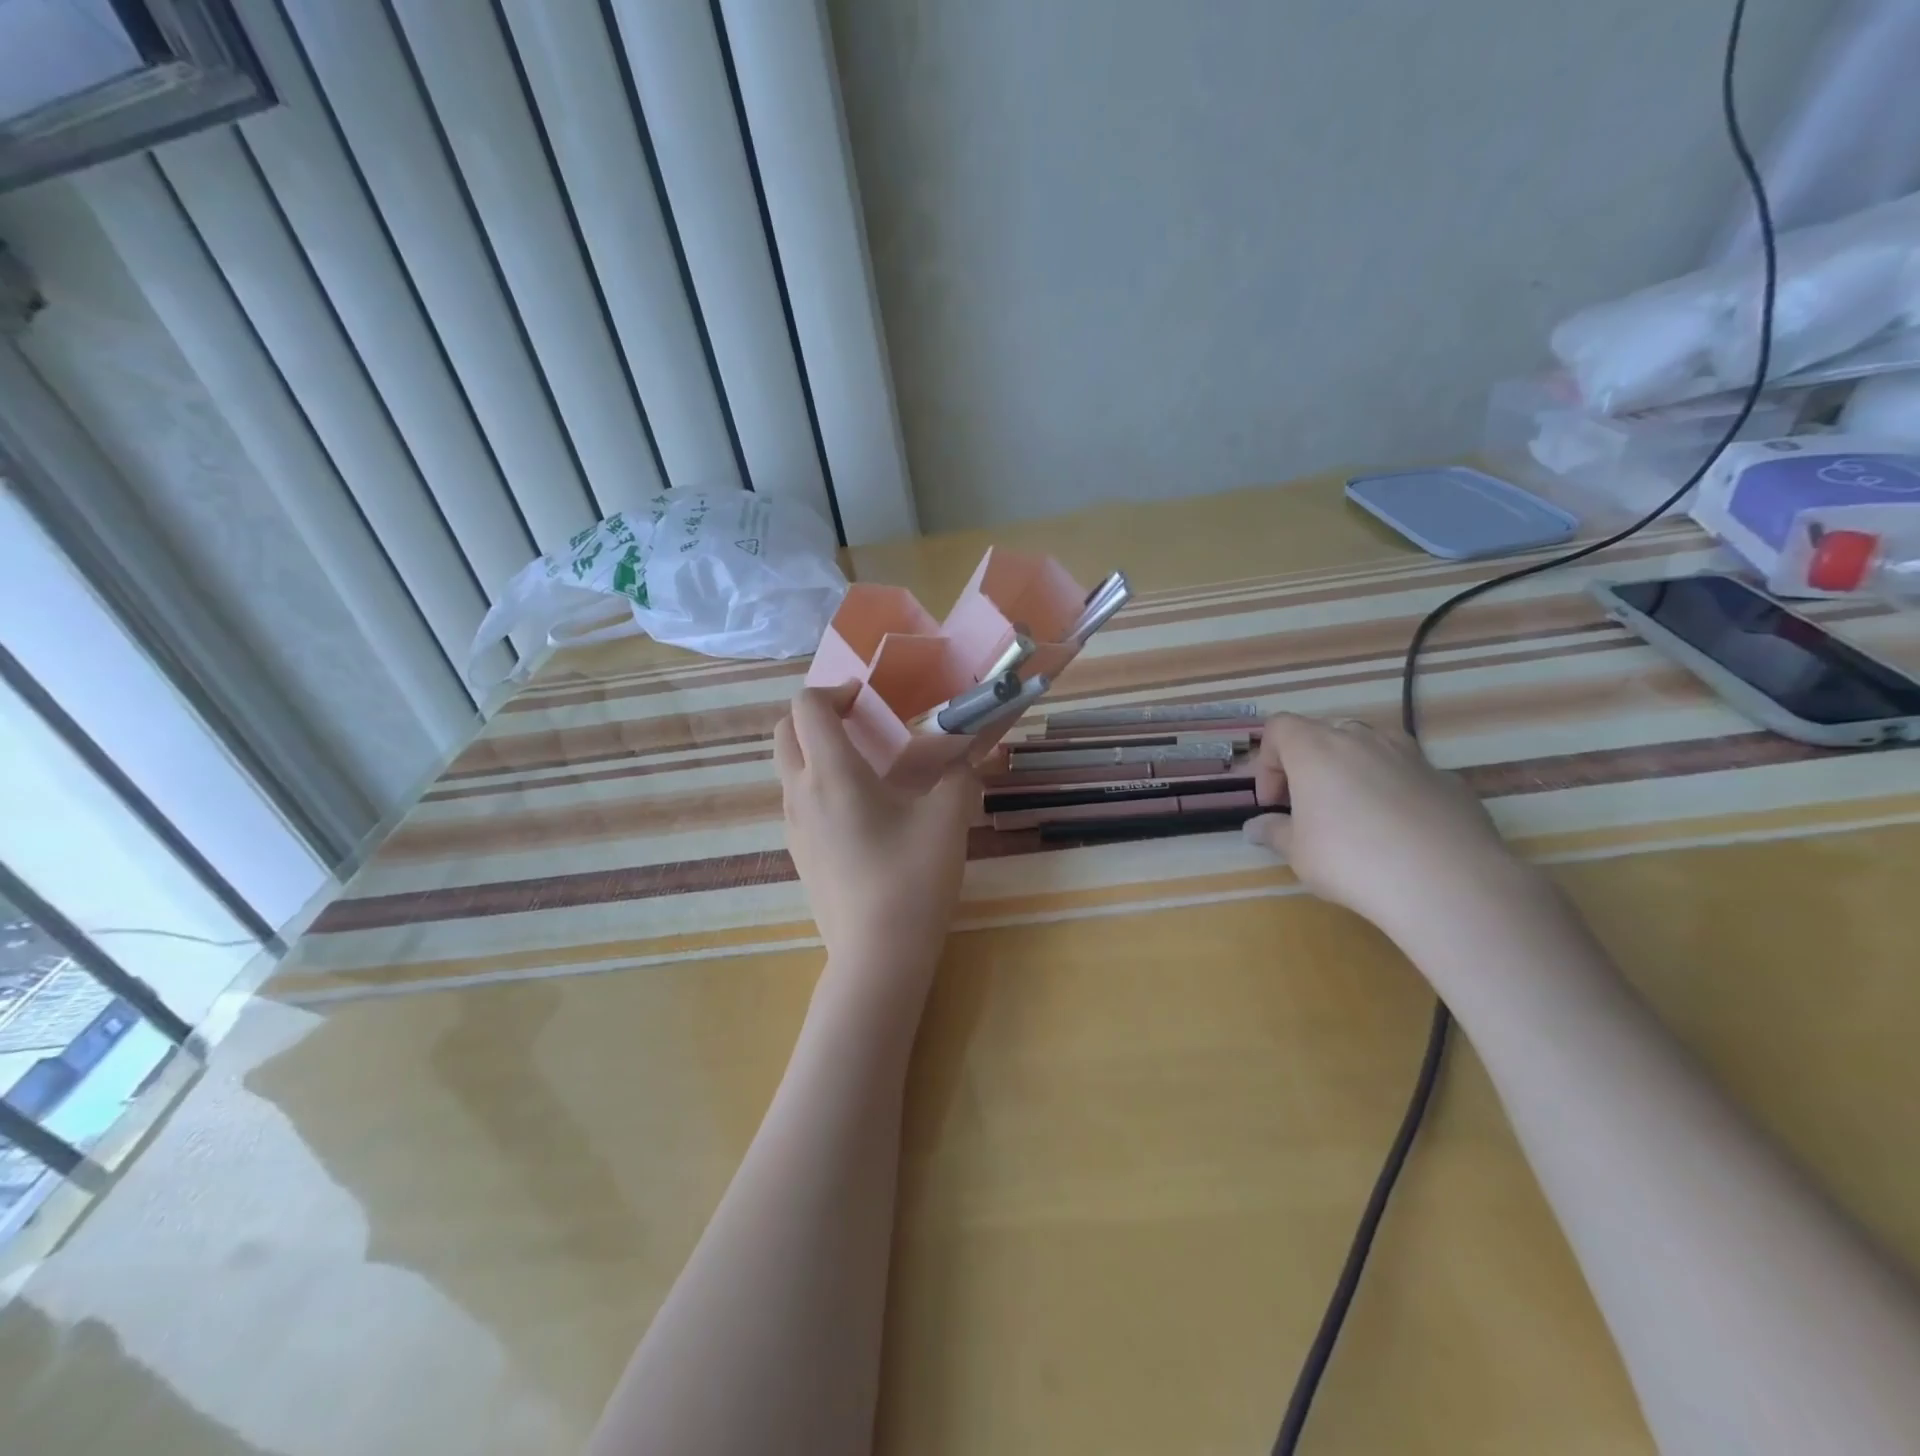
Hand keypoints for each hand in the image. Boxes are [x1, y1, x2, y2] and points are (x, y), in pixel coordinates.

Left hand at [775, 686, 976, 976]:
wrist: (877, 956)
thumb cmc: (911, 879)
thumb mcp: (947, 819)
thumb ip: (959, 774)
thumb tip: (967, 756)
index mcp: (831, 773)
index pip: (807, 706)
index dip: (835, 690)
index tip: (870, 700)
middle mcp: (800, 793)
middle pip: (785, 732)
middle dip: (817, 715)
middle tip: (862, 724)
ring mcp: (793, 827)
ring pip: (788, 768)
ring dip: (817, 751)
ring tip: (866, 767)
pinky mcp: (799, 854)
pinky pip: (797, 801)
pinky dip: (818, 784)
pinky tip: (861, 812)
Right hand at [1241, 713, 1533, 936]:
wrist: (1447, 882)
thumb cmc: (1351, 860)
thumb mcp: (1298, 853)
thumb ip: (1274, 833)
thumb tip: (1255, 827)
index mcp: (1316, 749)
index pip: (1280, 727)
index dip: (1268, 761)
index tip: (1274, 802)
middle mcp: (1363, 739)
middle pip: (1325, 733)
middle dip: (1311, 765)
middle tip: (1310, 808)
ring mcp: (1412, 755)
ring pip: (1372, 748)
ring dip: (1355, 772)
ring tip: (1357, 817)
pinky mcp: (1449, 780)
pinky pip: (1410, 775)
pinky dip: (1396, 793)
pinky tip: (1402, 834)